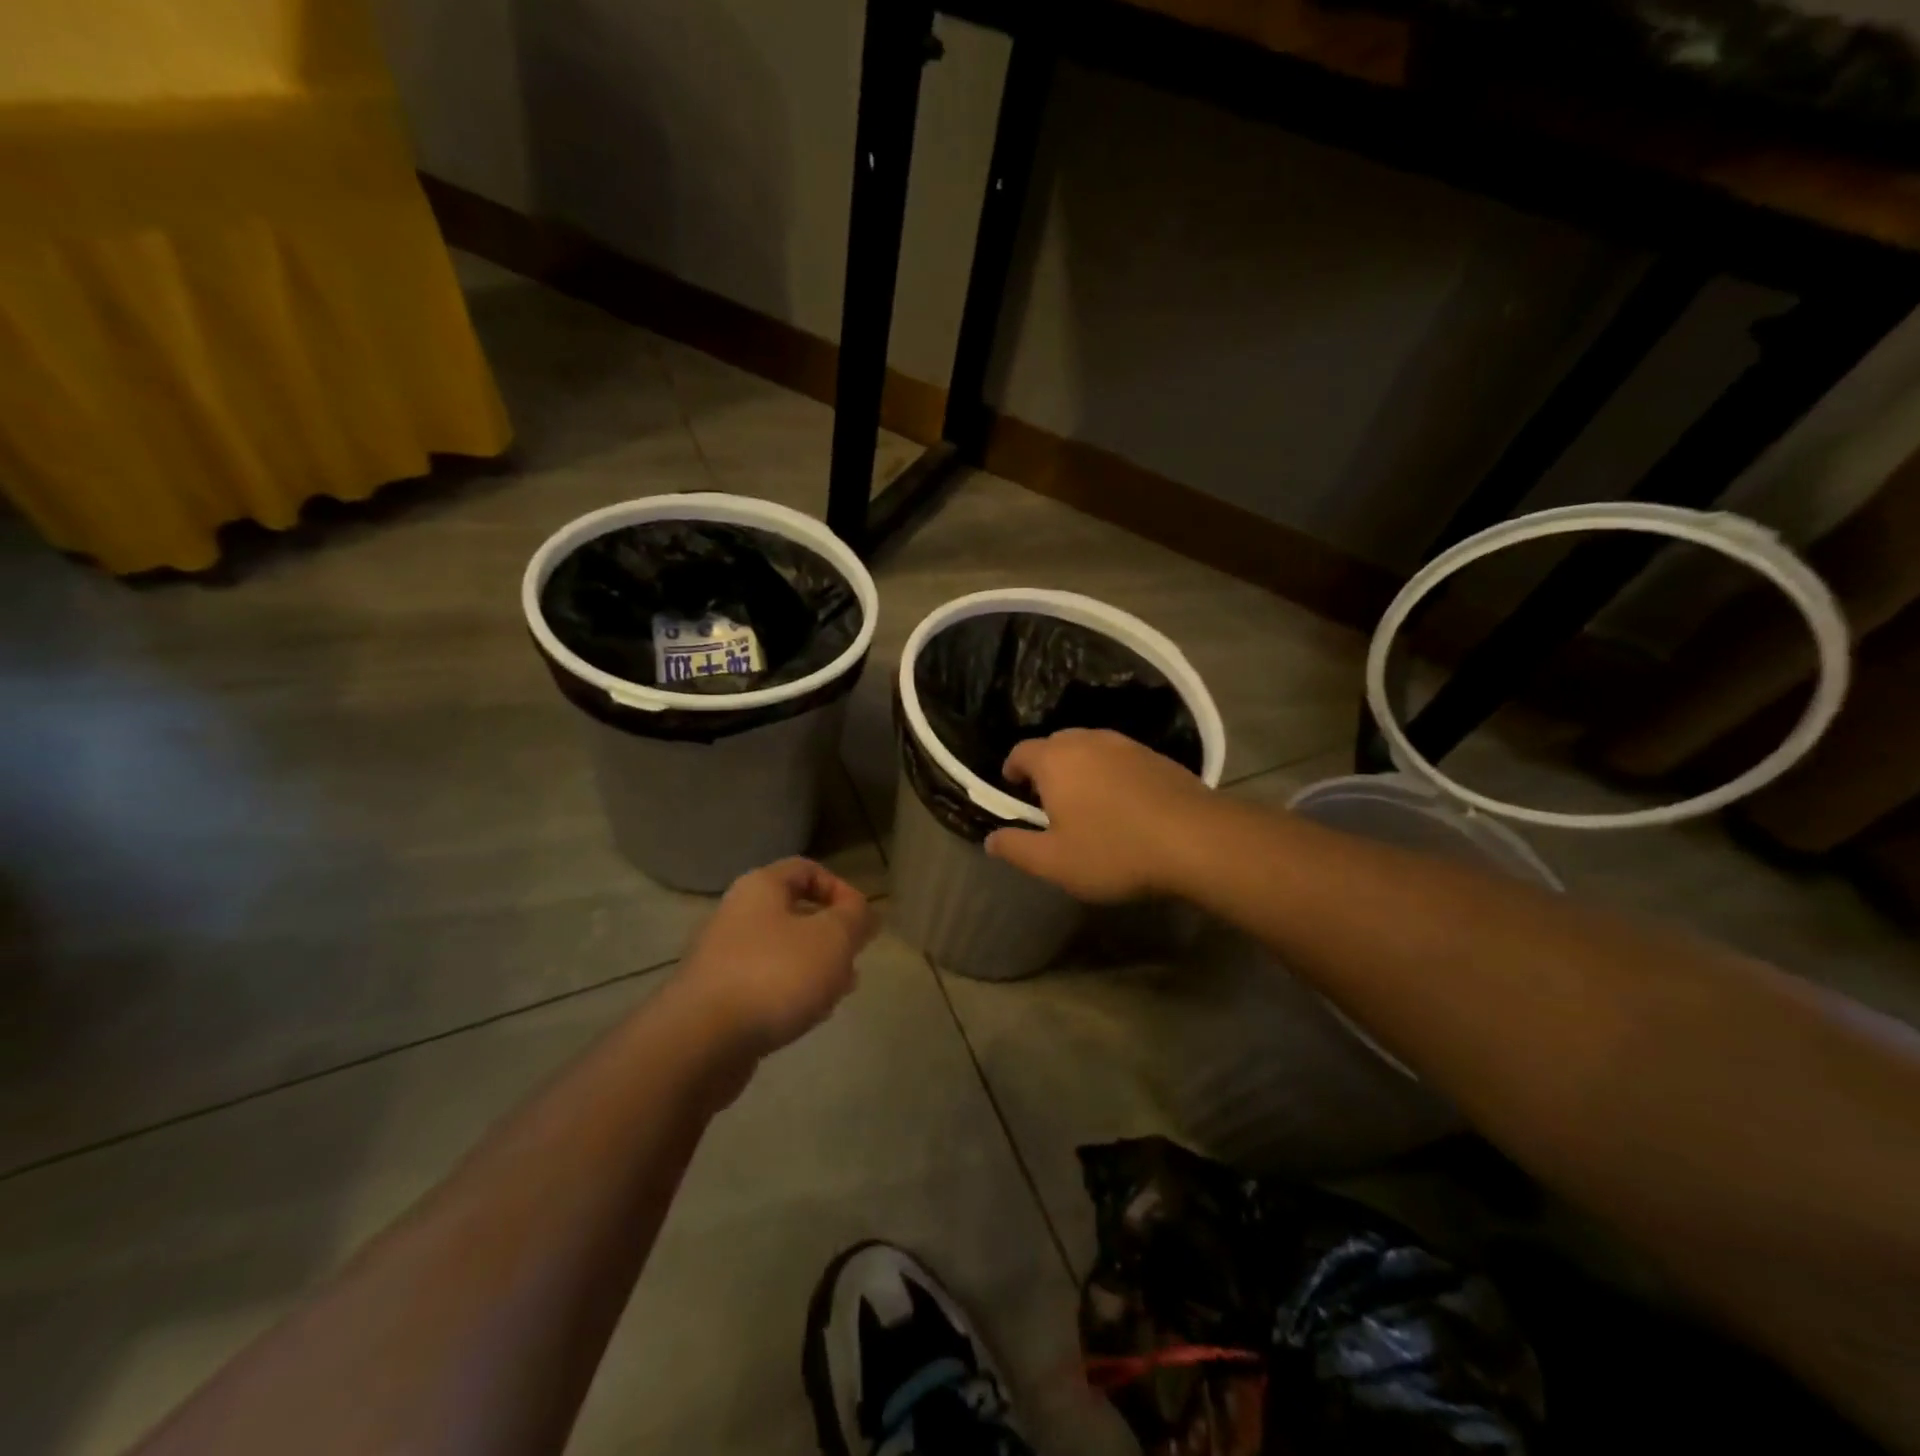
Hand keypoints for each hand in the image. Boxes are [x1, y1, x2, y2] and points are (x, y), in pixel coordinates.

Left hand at [673, 858, 877, 1055]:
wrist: (699, 1042)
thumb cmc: (774, 974)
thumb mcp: (833, 938)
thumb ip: (855, 919)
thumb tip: (864, 912)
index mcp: (760, 888)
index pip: (806, 869)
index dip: (841, 889)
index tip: (862, 922)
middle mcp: (737, 915)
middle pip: (794, 913)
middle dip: (831, 935)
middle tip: (853, 960)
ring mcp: (722, 958)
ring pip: (781, 952)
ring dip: (814, 968)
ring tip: (838, 993)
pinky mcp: (716, 999)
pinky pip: (763, 985)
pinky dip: (789, 994)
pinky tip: (807, 1017)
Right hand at [984, 729, 1210, 901]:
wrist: (1197, 840)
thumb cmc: (1114, 851)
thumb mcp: (1055, 862)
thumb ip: (1017, 849)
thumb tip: (990, 840)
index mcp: (1056, 760)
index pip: (1021, 751)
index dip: (1012, 769)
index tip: (1014, 790)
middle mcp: (1088, 741)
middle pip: (1056, 744)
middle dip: (1046, 767)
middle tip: (1048, 800)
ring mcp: (1127, 745)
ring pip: (1090, 748)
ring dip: (1080, 768)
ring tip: (1086, 801)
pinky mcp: (1157, 756)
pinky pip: (1120, 758)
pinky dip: (1111, 773)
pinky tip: (1123, 803)